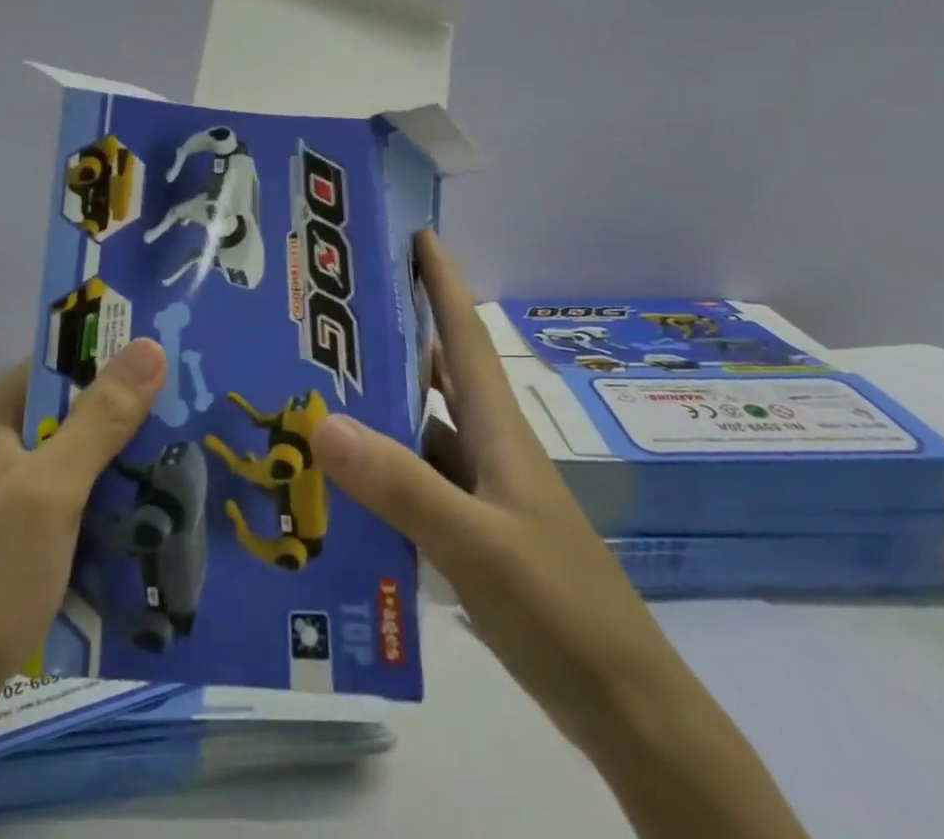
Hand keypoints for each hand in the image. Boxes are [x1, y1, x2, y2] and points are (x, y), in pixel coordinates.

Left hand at [0, 339, 168, 705]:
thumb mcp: (50, 491)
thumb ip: (101, 419)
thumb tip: (150, 344)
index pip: (65, 361)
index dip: (118, 355)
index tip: (178, 361)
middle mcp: (0, 443)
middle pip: (77, 410)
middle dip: (131, 415)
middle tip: (195, 417)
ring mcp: (6, 492)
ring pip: (79, 458)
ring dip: (124, 462)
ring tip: (186, 463)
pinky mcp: (15, 535)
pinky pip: (72, 500)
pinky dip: (106, 502)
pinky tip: (149, 515)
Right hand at [309, 232, 806, 838]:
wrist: (626, 708)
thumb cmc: (560, 609)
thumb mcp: (476, 545)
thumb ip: (401, 486)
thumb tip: (322, 421)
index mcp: (498, 430)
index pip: (464, 335)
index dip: (443, 282)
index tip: (414, 235)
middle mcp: (489, 449)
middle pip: (436, 374)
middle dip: (392, 338)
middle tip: (329, 316)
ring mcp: (483, 494)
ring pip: (422, 430)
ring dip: (379, 408)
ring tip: (316, 390)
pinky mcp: (475, 534)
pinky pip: (417, 482)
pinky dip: (383, 471)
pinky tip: (342, 482)